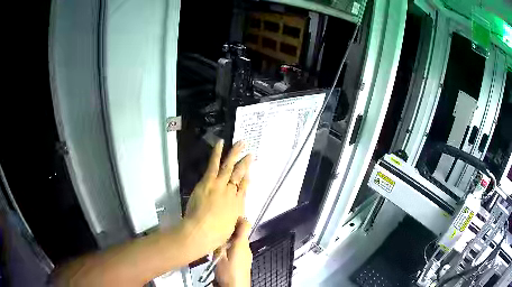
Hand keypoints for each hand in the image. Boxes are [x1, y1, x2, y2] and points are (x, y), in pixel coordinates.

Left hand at [184, 140, 251, 252]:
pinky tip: (221, 143)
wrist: (202, 231)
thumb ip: (235, 221)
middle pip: (241, 175)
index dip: (248, 179)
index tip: (250, 172)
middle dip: (246, 163)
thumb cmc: (216, 235)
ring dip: (236, 153)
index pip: (245, 188)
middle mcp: (233, 192)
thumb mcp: (231, 229)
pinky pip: (214, 164)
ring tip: (241, 143)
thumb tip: (238, 217)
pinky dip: (218, 153)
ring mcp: (221, 185)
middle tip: (251, 154)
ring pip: (230, 166)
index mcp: (238, 204)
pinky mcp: (209, 181)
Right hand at [215, 218, 252, 286]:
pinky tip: (221, 250)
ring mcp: (246, 254)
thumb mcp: (219, 257)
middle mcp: (246, 247)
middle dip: (230, 228)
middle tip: (216, 226)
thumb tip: (217, 232)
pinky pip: (238, 249)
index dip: (237, 217)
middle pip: (240, 232)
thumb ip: (219, 244)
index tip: (226, 214)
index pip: (245, 224)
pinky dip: (230, 246)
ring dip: (229, 238)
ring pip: (238, 241)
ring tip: (216, 237)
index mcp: (242, 243)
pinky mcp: (243, 261)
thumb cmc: (228, 272)